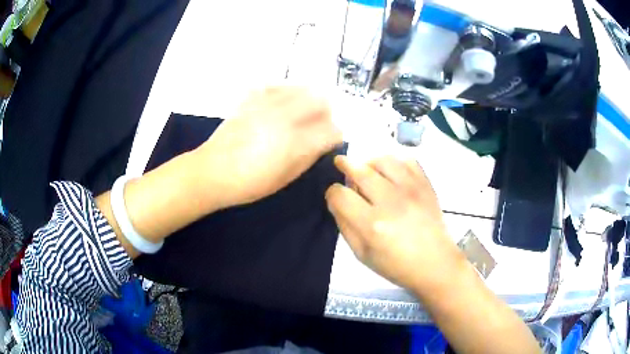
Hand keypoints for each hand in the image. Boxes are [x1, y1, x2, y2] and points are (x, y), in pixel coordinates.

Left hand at [197, 86, 342, 209]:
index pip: (332, 130)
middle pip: (321, 100)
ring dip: (308, 98)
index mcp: (297, 143)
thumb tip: (322, 143)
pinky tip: (280, 102)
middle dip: (326, 112)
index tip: (330, 141)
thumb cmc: (250, 183)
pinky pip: (277, 85)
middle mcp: (286, 118)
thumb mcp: (286, 178)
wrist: (213, 171)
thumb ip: (308, 157)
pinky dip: (285, 90)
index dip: (335, 136)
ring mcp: (268, 104)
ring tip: (302, 111)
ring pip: (301, 88)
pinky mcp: (252, 99)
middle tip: (318, 123)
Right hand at [325, 155, 465, 293]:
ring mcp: (411, 189)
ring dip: (369, 161)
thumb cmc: (396, 265)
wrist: (435, 263)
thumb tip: (334, 200)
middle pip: (360, 170)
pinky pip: (407, 160)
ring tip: (367, 169)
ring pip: (383, 160)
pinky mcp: (425, 184)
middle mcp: (390, 202)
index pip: (340, 195)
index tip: (335, 195)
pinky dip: (394, 161)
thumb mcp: (362, 254)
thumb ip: (344, 225)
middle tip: (340, 163)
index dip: (332, 193)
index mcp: (372, 225)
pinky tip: (391, 172)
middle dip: (345, 164)